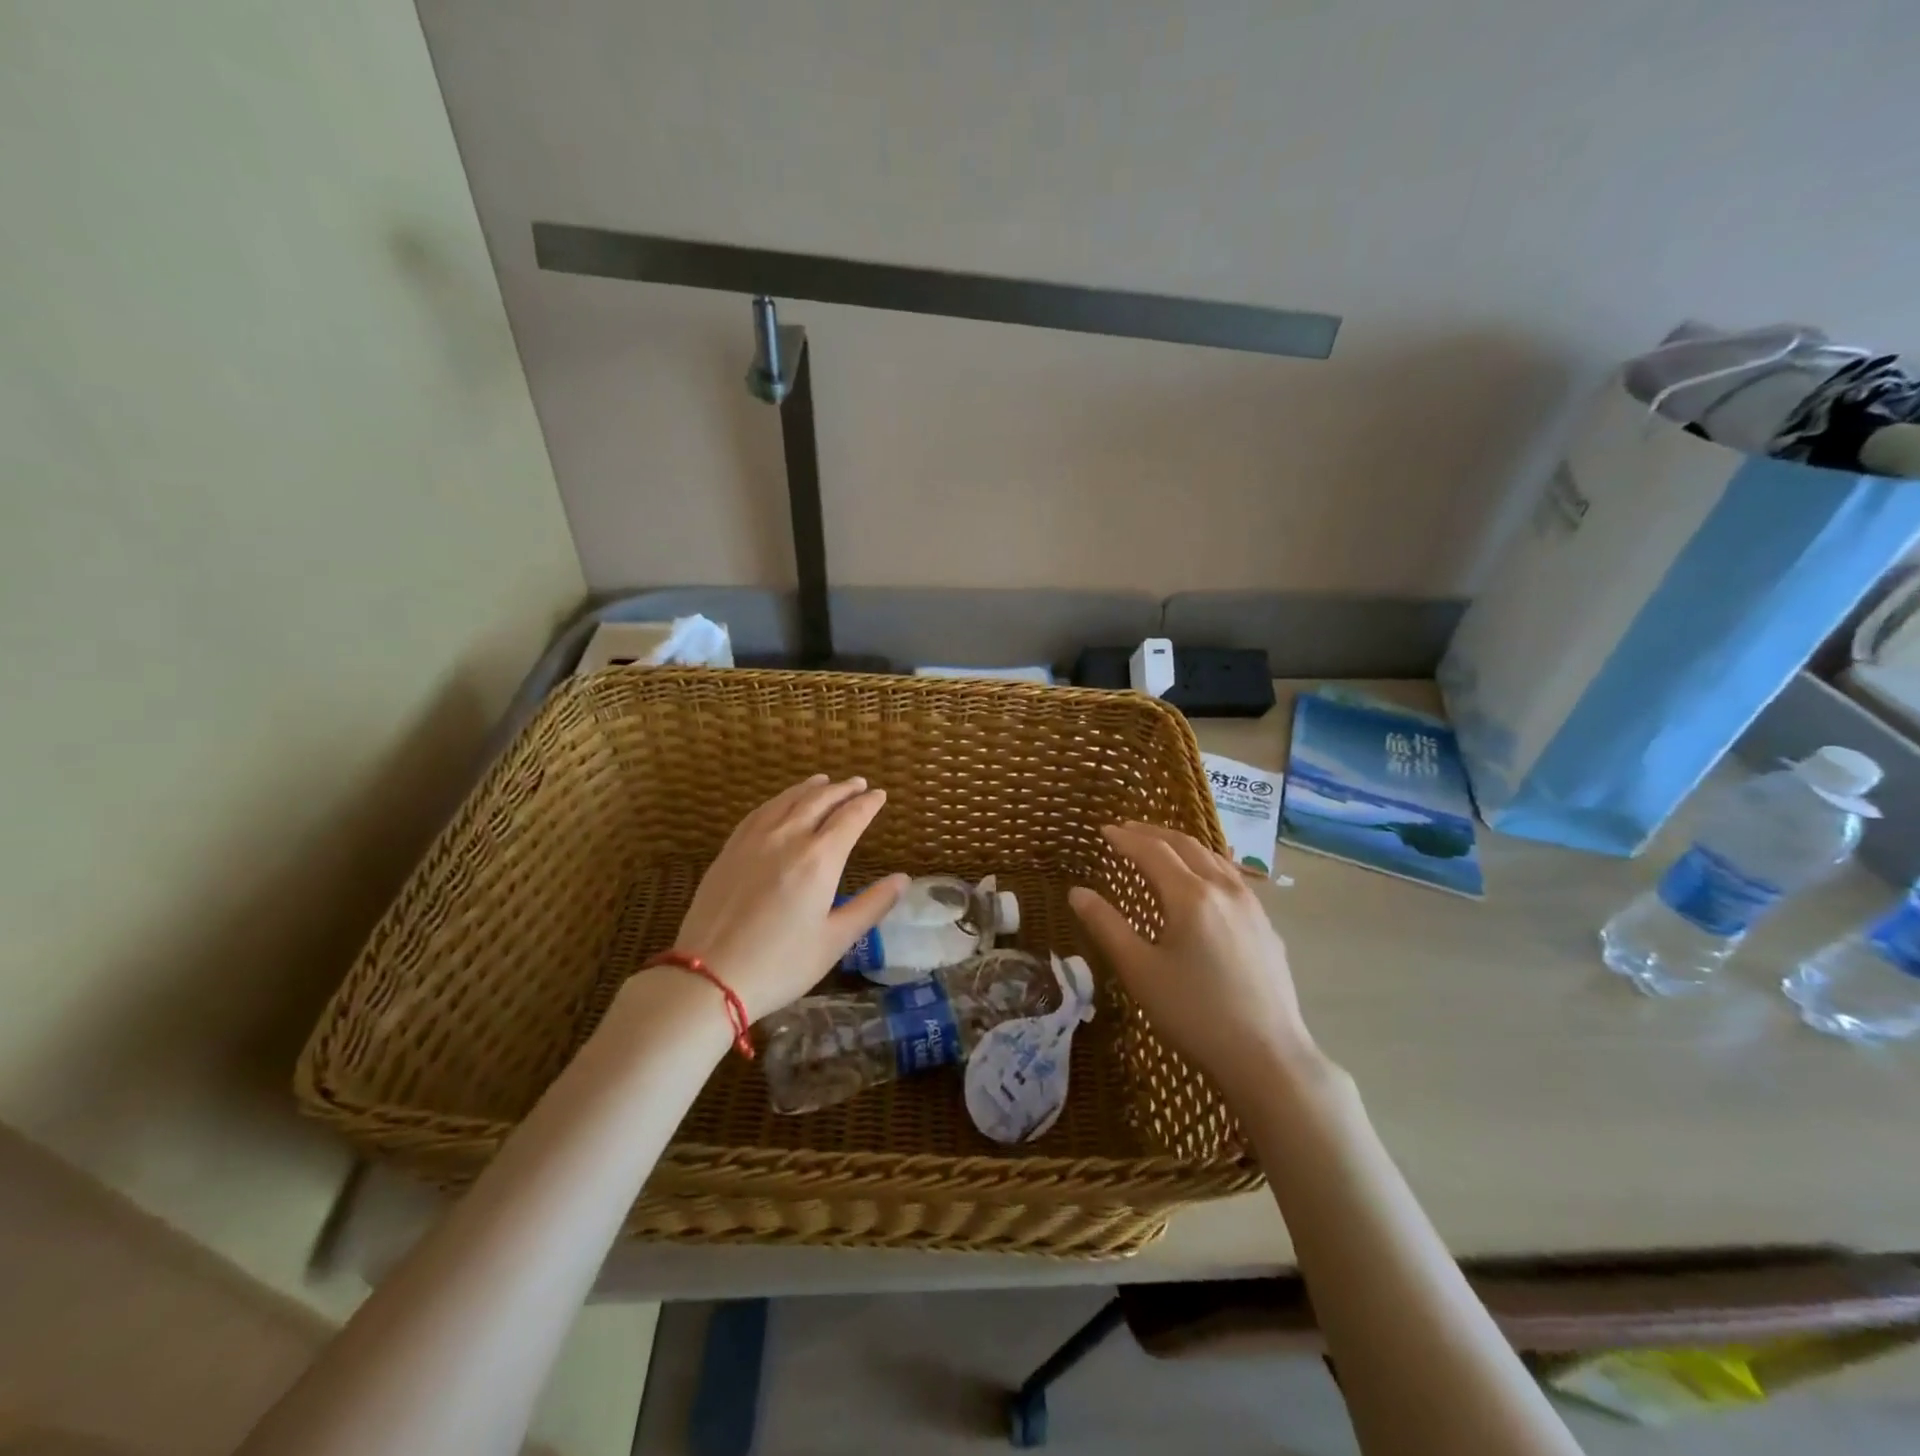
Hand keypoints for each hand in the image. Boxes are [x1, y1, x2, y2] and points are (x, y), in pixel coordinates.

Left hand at [663, 775, 905, 1021]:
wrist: (709, 977)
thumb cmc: (781, 964)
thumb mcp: (835, 941)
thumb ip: (872, 906)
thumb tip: (903, 879)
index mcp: (819, 859)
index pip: (850, 818)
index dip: (868, 804)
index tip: (880, 795)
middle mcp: (788, 839)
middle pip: (819, 801)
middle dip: (842, 789)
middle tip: (858, 783)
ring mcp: (754, 841)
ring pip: (787, 801)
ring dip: (810, 788)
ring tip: (824, 780)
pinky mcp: (729, 850)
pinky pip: (759, 812)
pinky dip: (779, 800)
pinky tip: (781, 803)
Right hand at [1069, 822, 1322, 1100]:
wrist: (1268, 1056)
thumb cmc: (1194, 1014)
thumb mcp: (1140, 971)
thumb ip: (1107, 926)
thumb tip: (1077, 892)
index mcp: (1191, 896)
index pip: (1152, 851)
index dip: (1125, 838)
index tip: (1102, 830)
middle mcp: (1224, 889)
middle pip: (1186, 845)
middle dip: (1153, 833)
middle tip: (1126, 829)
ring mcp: (1251, 905)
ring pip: (1213, 858)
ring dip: (1182, 845)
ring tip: (1160, 846)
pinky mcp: (1265, 926)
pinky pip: (1232, 877)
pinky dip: (1206, 864)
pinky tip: (1203, 881)